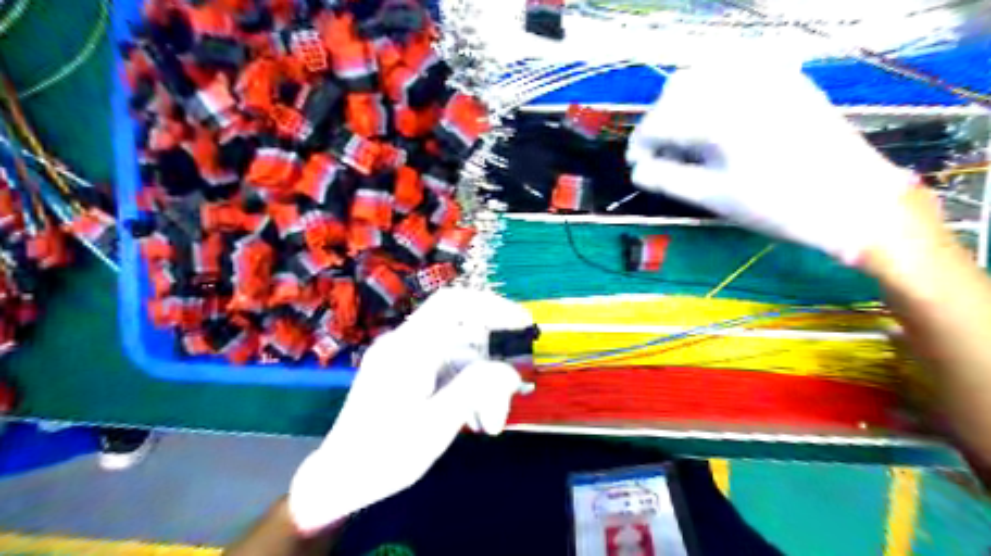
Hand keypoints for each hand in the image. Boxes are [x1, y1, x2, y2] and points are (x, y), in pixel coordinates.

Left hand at [286, 287, 534, 534]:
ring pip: (458, 355)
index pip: (453, 304)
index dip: (492, 305)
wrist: (339, 479)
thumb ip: (476, 389)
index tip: (523, 324)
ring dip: (481, 383)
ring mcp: (402, 356)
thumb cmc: (385, 455)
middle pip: (463, 335)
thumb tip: (510, 370)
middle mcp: (404, 344)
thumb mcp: (436, 424)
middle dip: (491, 365)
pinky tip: (473, 418)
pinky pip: (444, 367)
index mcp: (408, 349)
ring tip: (489, 424)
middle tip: (507, 402)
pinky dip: (464, 387)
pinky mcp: (403, 371)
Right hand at [630, 63, 916, 265]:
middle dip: (659, 119)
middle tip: (657, 152)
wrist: (853, 201)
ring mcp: (769, 75)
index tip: (635, 163)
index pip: (661, 121)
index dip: (640, 142)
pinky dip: (713, 87)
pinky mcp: (787, 77)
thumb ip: (668, 180)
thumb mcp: (715, 197)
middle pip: (678, 88)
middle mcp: (742, 84)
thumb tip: (637, 172)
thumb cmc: (778, 206)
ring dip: (682, 101)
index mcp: (722, 117)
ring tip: (682, 135)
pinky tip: (711, 114)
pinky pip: (736, 68)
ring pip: (705, 72)